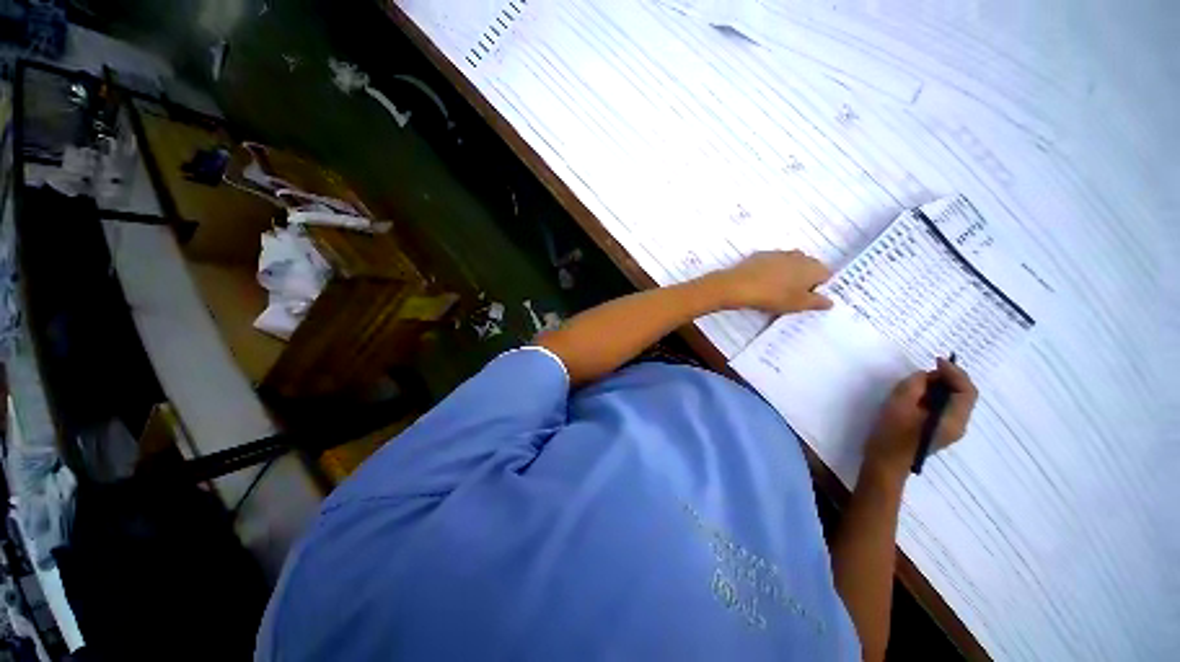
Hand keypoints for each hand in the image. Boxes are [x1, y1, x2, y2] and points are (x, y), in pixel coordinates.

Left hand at [709, 250, 832, 313]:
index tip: (809, 299)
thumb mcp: (798, 304)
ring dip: (788, 275)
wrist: (739, 285)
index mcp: (812, 267)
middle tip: (793, 296)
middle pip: (808, 267)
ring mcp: (778, 253)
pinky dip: (771, 272)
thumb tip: (830, 301)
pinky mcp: (760, 255)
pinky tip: (762, 284)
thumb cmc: (773, 296)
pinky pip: (772, 264)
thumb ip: (817, 302)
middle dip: (804, 280)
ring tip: (777, 291)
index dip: (820, 287)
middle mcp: (798, 256)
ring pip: (790, 264)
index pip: (826, 275)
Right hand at [863, 358, 978, 483]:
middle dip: (948, 378)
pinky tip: (919, 395)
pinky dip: (936, 396)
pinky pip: (945, 407)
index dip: (954, 372)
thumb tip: (927, 376)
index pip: (966, 390)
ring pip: (954, 400)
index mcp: (953, 420)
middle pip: (963, 395)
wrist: (885, 461)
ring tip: (920, 382)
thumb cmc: (891, 433)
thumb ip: (916, 385)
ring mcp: (950, 428)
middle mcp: (958, 424)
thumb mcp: (899, 403)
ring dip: (941, 387)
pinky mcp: (939, 429)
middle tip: (926, 371)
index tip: (935, 361)